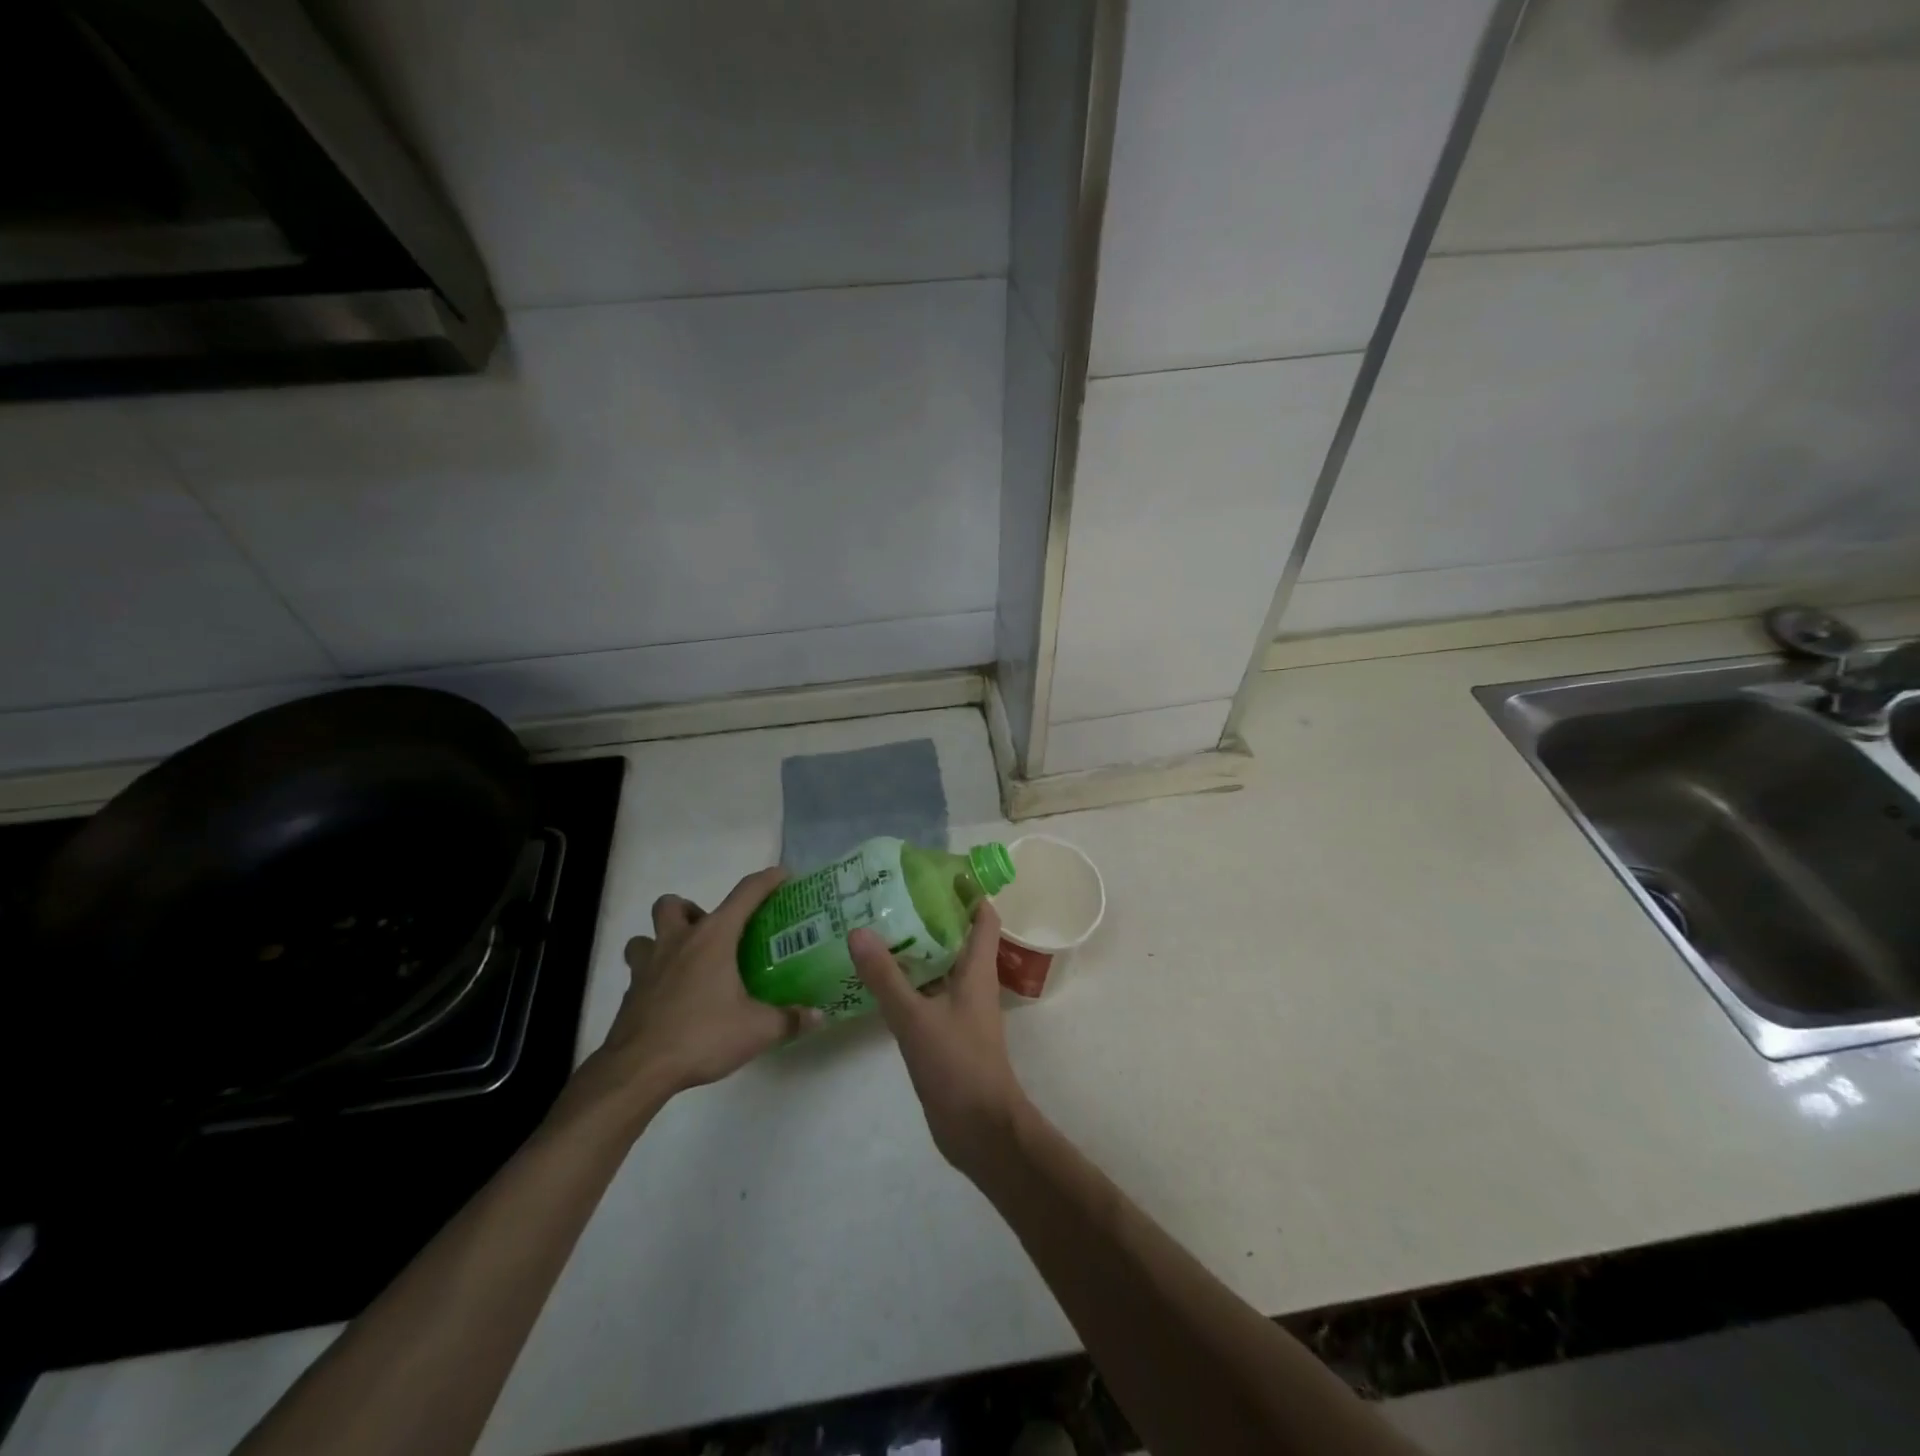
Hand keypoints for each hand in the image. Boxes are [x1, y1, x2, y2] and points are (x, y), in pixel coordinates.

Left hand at [563, 868, 820, 1131]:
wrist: (638, 1070)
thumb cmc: (701, 1036)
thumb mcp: (757, 1030)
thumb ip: (789, 1020)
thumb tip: (818, 1016)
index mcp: (712, 938)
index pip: (744, 894)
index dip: (766, 880)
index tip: (783, 875)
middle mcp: (677, 942)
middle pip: (673, 904)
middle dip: (692, 911)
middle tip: (713, 935)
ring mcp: (648, 967)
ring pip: (645, 936)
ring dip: (663, 940)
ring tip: (685, 962)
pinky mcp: (630, 994)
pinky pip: (638, 972)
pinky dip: (654, 977)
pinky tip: (672, 999)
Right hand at [850, 902, 1028, 1176]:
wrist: (979, 1129)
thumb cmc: (957, 1065)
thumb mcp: (915, 1018)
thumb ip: (885, 976)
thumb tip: (858, 929)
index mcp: (977, 970)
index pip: (982, 916)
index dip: (967, 890)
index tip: (935, 870)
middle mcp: (972, 982)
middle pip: (957, 936)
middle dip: (929, 914)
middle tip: (890, 895)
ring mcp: (960, 1008)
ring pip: (939, 965)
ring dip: (916, 948)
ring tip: (877, 928)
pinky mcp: (947, 1031)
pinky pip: (928, 993)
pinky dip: (908, 980)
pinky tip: (876, 979)